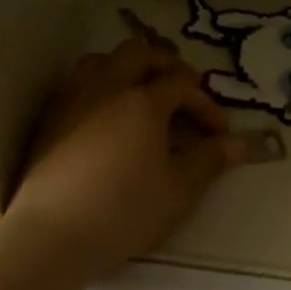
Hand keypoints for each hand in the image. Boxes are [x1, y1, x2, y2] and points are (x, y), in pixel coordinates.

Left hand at [6, 39, 247, 273]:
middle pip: (140, 55)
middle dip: (167, 67)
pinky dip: (102, 86)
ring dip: (128, 68)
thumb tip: (241, 144)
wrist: (52, 235)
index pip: (182, 85)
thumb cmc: (123, 211)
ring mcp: (73, 99)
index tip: (220, 133)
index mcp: (142, 101)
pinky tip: (107, 117)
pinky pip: (79, 83)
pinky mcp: (50, 118)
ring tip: (142, 94)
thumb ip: (210, 160)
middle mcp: (106, 87)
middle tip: (184, 91)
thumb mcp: (178, 190)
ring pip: (102, 61)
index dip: (206, 104)